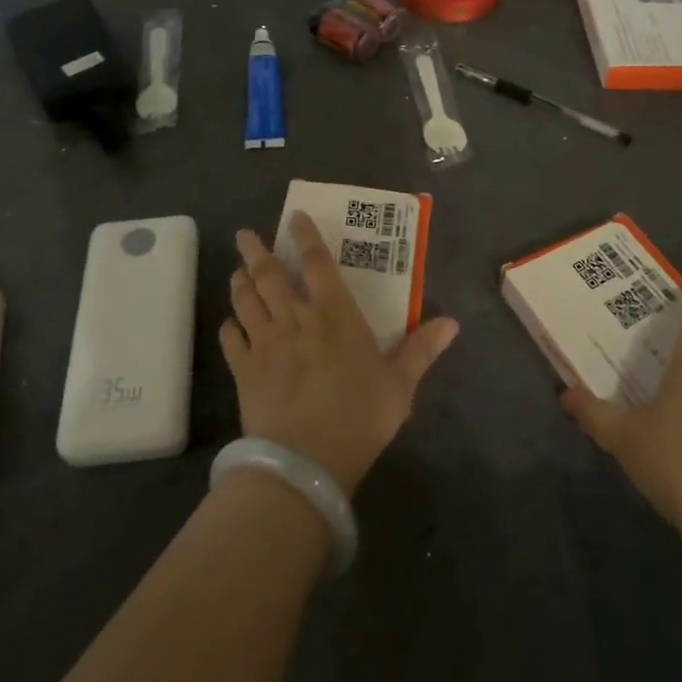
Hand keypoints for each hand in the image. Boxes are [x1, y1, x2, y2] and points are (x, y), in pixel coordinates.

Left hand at [221, 213, 457, 495]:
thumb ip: (421, 350)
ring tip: (236, 270)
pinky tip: (229, 325)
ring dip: (239, 282)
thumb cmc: (359, 418)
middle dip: (255, 250)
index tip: (294, 217)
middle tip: (244, 234)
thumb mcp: (400, 385)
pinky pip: (230, 340)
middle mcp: (295, 319)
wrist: (305, 463)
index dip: (305, 237)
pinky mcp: (244, 370)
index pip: (316, 263)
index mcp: (334, 315)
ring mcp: (265, 343)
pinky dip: (228, 328)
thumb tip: (453, 322)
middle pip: (269, 275)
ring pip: (245, 301)